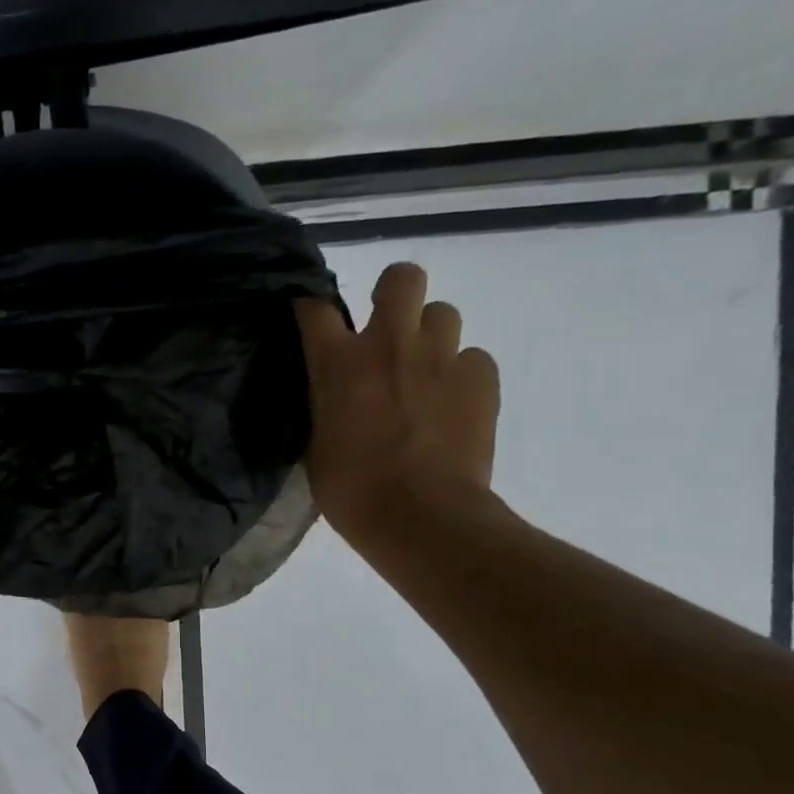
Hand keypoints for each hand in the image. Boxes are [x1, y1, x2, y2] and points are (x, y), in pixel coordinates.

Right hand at [294, 263, 500, 540]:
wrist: (421, 516)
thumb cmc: (351, 491)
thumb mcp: (316, 446)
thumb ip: (325, 407)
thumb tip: (333, 395)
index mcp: (338, 364)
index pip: (315, 308)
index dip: (312, 309)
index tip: (313, 322)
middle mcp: (390, 344)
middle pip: (401, 277)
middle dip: (393, 294)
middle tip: (387, 330)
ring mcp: (441, 357)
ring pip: (443, 313)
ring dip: (430, 335)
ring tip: (424, 372)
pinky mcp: (482, 378)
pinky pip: (473, 358)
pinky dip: (461, 375)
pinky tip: (452, 405)